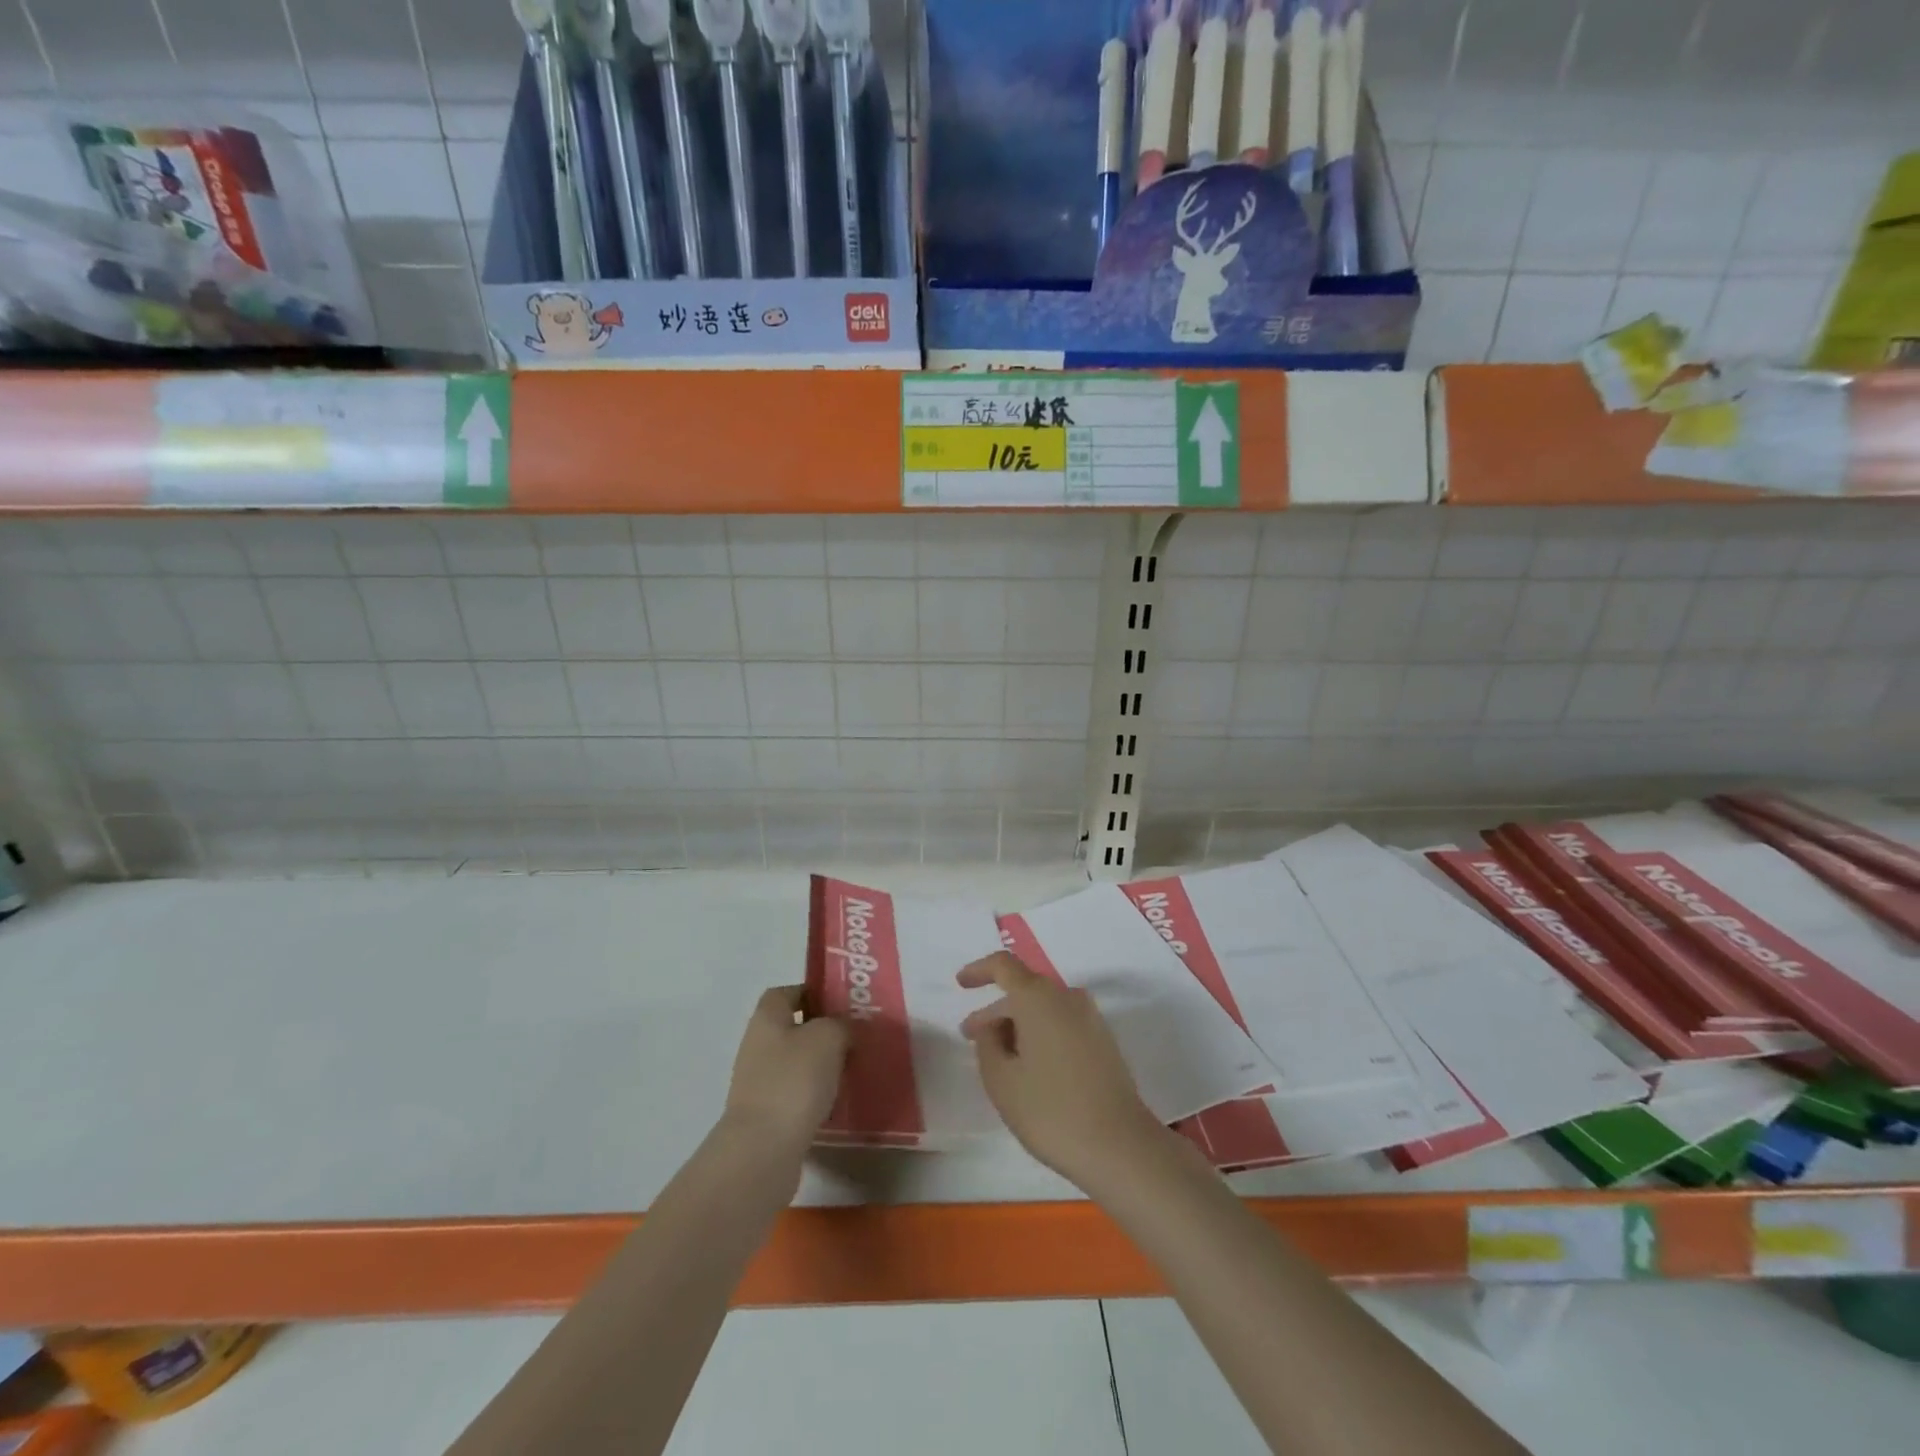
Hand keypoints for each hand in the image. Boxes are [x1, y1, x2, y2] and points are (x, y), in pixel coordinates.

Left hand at [720, 986, 849, 1159]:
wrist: (763, 1150)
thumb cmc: (794, 1080)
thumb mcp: (828, 1037)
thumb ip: (840, 1024)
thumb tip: (844, 1029)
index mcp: (767, 1018)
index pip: (785, 992)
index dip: (811, 992)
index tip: (841, 1003)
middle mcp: (757, 1046)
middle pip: (792, 1028)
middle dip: (822, 1032)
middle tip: (854, 1037)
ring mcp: (759, 1083)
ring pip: (796, 1063)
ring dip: (821, 1066)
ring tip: (852, 1070)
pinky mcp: (767, 1116)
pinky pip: (796, 1095)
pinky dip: (816, 1096)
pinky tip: (838, 1103)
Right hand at [957, 953, 1167, 1192]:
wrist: (1120, 1146)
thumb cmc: (1051, 1111)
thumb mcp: (1002, 1081)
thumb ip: (988, 1044)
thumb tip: (994, 1027)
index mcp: (1038, 998)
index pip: (1004, 966)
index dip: (979, 970)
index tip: (961, 984)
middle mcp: (1067, 997)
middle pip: (1025, 990)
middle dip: (996, 1010)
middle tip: (972, 1037)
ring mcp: (1091, 1018)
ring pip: (1044, 1008)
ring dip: (1019, 1024)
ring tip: (999, 1057)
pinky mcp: (1104, 1041)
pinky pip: (1063, 1023)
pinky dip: (1041, 1034)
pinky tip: (1030, 1066)